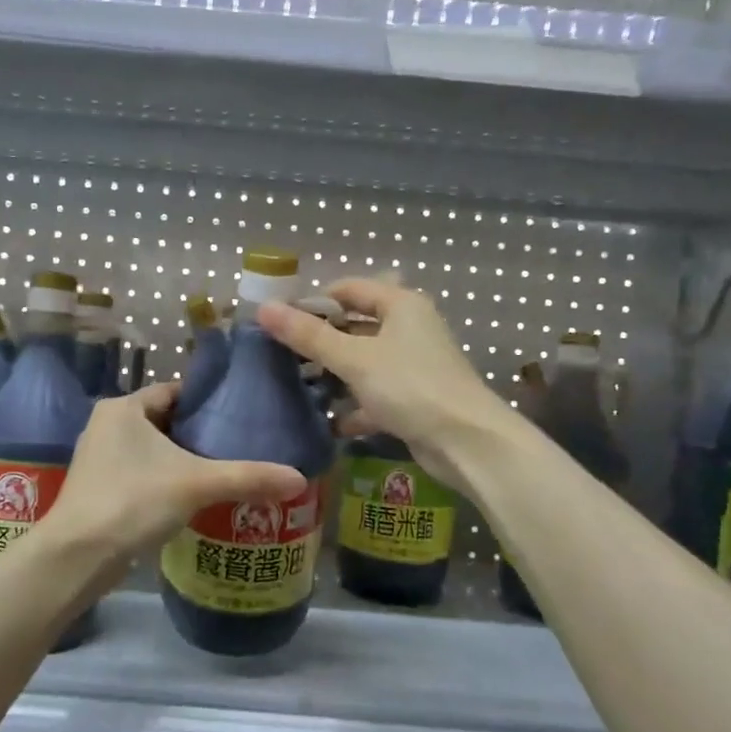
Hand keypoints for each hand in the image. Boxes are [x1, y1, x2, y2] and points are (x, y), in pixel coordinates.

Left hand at [40, 383, 307, 562]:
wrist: (77, 557)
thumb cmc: (132, 501)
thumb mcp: (196, 484)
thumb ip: (247, 477)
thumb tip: (299, 478)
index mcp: (123, 408)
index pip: (174, 391)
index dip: (207, 401)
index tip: (240, 415)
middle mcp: (107, 425)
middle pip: (165, 421)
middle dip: (198, 434)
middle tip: (239, 446)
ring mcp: (99, 459)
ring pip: (152, 450)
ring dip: (182, 460)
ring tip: (223, 471)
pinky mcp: (99, 489)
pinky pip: (141, 474)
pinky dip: (165, 481)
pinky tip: (193, 499)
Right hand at [256, 278, 507, 493]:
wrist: (467, 442)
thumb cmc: (410, 386)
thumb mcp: (354, 359)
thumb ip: (308, 336)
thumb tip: (263, 309)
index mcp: (401, 305)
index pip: (348, 289)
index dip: (314, 301)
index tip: (281, 323)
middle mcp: (409, 328)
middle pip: (355, 326)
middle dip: (320, 343)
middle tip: (283, 358)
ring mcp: (414, 365)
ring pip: (363, 363)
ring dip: (335, 377)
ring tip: (298, 390)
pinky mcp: (415, 399)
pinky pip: (375, 395)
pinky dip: (354, 407)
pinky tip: (329, 423)